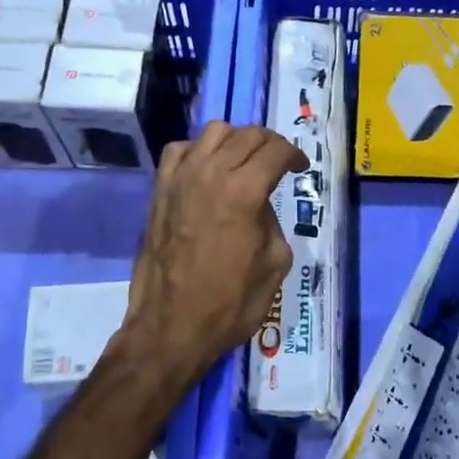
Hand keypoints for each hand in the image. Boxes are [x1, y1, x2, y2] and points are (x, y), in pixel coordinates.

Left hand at [119, 121, 306, 388]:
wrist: (171, 327)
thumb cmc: (230, 303)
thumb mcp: (275, 264)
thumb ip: (273, 222)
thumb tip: (260, 206)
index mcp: (245, 191)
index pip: (276, 150)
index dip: (294, 155)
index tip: (299, 168)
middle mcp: (211, 173)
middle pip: (247, 134)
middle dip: (270, 144)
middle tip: (278, 163)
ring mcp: (180, 178)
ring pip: (214, 132)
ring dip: (235, 140)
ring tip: (243, 161)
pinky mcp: (159, 190)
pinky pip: (180, 149)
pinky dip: (199, 150)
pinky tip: (207, 170)